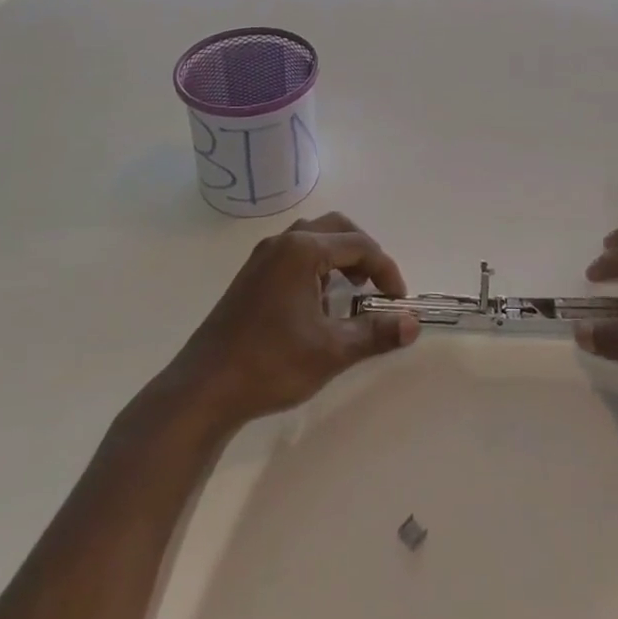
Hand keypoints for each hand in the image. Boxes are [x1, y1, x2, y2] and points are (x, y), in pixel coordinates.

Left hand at [166, 212, 417, 432]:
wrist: (204, 389)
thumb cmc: (271, 363)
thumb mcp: (332, 350)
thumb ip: (376, 333)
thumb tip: (413, 324)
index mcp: (303, 250)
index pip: (360, 245)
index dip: (386, 271)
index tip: (398, 301)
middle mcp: (282, 243)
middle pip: (336, 229)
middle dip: (363, 254)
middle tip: (377, 288)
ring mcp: (262, 258)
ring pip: (312, 240)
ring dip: (338, 259)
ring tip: (350, 296)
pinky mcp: (250, 277)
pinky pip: (293, 256)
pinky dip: (316, 268)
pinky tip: (318, 306)